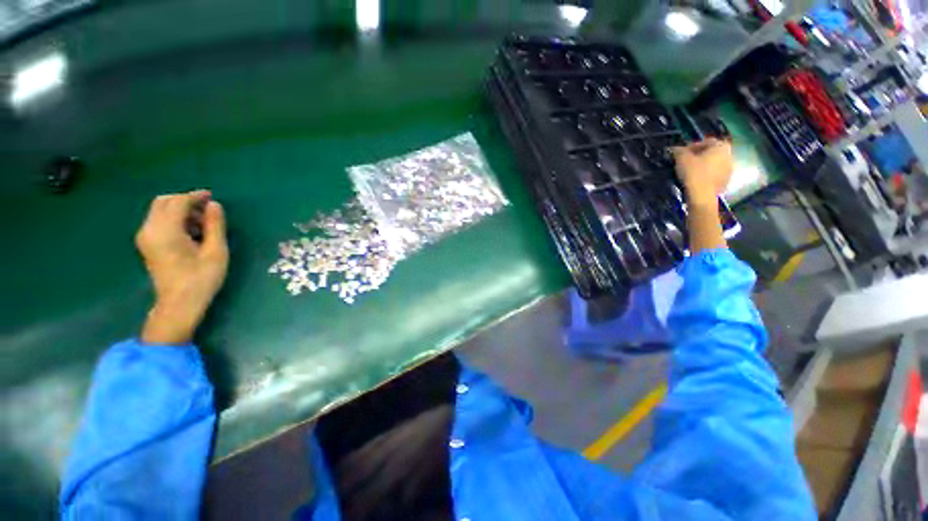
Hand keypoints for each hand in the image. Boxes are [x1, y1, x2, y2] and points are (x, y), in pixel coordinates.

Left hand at [136, 190, 228, 344]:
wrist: (179, 304)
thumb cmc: (201, 278)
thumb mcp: (216, 252)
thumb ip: (215, 225)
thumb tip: (214, 205)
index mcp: (165, 231)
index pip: (178, 202)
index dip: (195, 196)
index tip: (212, 197)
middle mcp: (149, 230)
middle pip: (163, 202)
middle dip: (185, 200)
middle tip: (207, 209)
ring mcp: (145, 237)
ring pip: (160, 211)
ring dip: (180, 210)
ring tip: (203, 223)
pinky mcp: (147, 244)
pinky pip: (159, 221)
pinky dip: (174, 219)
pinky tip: (191, 231)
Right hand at [672, 138, 732, 207]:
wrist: (702, 195)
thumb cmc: (694, 172)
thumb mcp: (682, 158)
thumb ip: (679, 151)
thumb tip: (675, 148)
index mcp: (721, 146)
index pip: (706, 141)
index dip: (692, 146)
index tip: (682, 153)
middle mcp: (729, 155)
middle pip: (712, 152)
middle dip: (700, 156)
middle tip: (686, 162)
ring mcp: (730, 169)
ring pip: (714, 164)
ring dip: (704, 165)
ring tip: (691, 171)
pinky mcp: (726, 181)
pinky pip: (715, 174)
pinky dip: (707, 174)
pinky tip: (697, 179)